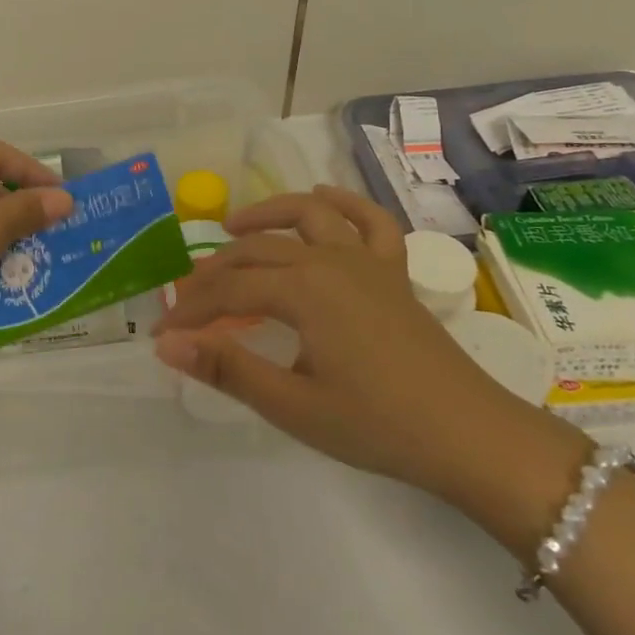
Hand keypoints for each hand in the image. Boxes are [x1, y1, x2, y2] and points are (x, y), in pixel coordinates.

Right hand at [156, 185, 556, 497]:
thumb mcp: (293, 404)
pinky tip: (323, 196)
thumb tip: (167, 344)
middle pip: (256, 251)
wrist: (472, 438)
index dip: (190, 311)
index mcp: (302, 290)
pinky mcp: (393, 271)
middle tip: (187, 300)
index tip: (163, 333)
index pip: (228, 291)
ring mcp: (365, 260)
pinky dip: (343, 202)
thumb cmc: (378, 426)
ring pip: (306, 215)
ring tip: (232, 226)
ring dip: (265, 214)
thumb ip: (226, 367)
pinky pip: (369, 221)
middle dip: (213, 273)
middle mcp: (329, 260)